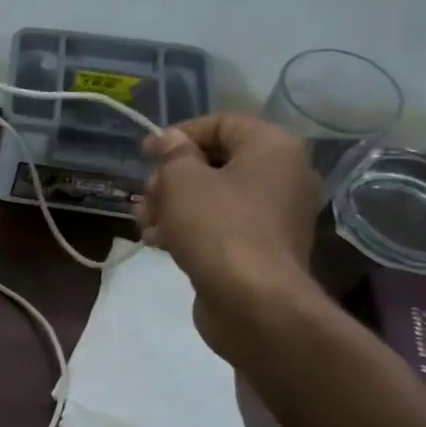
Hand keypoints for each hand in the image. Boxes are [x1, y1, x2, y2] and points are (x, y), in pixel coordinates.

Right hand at [134, 113, 322, 357]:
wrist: (253, 303)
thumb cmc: (218, 228)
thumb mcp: (182, 181)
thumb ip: (172, 154)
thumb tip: (170, 141)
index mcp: (272, 148)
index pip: (221, 123)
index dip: (179, 134)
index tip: (145, 154)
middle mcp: (282, 175)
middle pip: (215, 162)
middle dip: (171, 177)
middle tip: (145, 196)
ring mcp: (274, 215)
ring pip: (213, 197)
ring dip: (173, 205)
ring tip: (143, 222)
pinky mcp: (261, 248)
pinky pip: (221, 225)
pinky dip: (190, 228)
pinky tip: (158, 242)